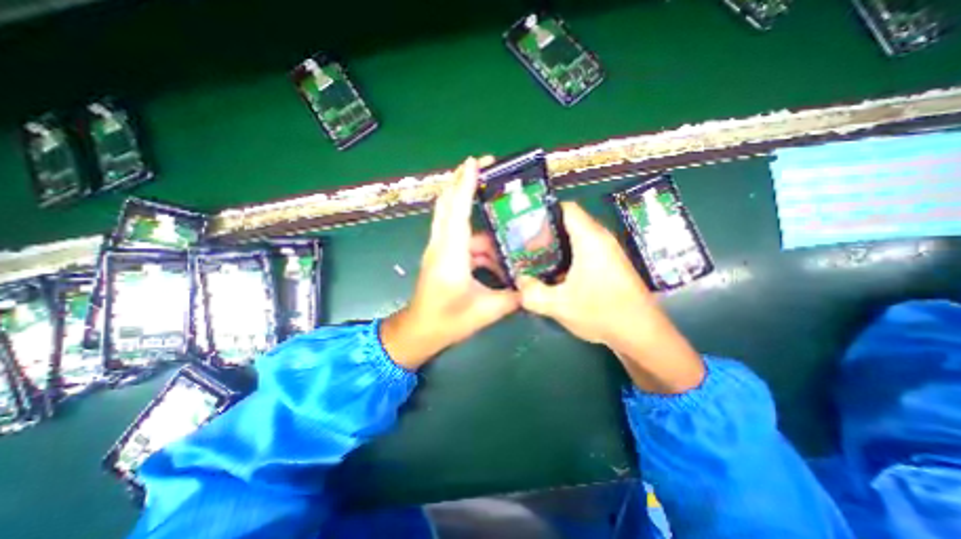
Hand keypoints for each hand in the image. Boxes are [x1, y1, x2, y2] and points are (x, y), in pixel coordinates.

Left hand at [380, 157, 522, 369]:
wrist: (420, 331)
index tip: (476, 162)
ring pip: (452, 217)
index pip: (457, 210)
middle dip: (463, 180)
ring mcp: (438, 248)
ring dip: (472, 209)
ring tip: (499, 211)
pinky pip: (458, 234)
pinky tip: (494, 250)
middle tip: (486, 167)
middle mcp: (441, 245)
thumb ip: (514, 296)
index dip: (466, 184)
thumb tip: (533, 285)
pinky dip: (476, 236)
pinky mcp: (440, 254)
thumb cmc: (448, 321)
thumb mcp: (487, 311)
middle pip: (447, 203)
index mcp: (451, 255)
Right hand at [518, 200, 704, 391]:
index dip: (543, 213)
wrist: (641, 334)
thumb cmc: (602, 313)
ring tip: (535, 260)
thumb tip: (518, 280)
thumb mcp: (558, 305)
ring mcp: (608, 252)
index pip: (566, 208)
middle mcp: (601, 239)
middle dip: (545, 233)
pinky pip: (584, 251)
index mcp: (590, 239)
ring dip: (555, 247)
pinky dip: (567, 257)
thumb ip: (531, 292)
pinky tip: (555, 275)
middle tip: (525, 247)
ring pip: (576, 238)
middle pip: (568, 223)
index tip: (525, 227)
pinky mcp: (610, 265)